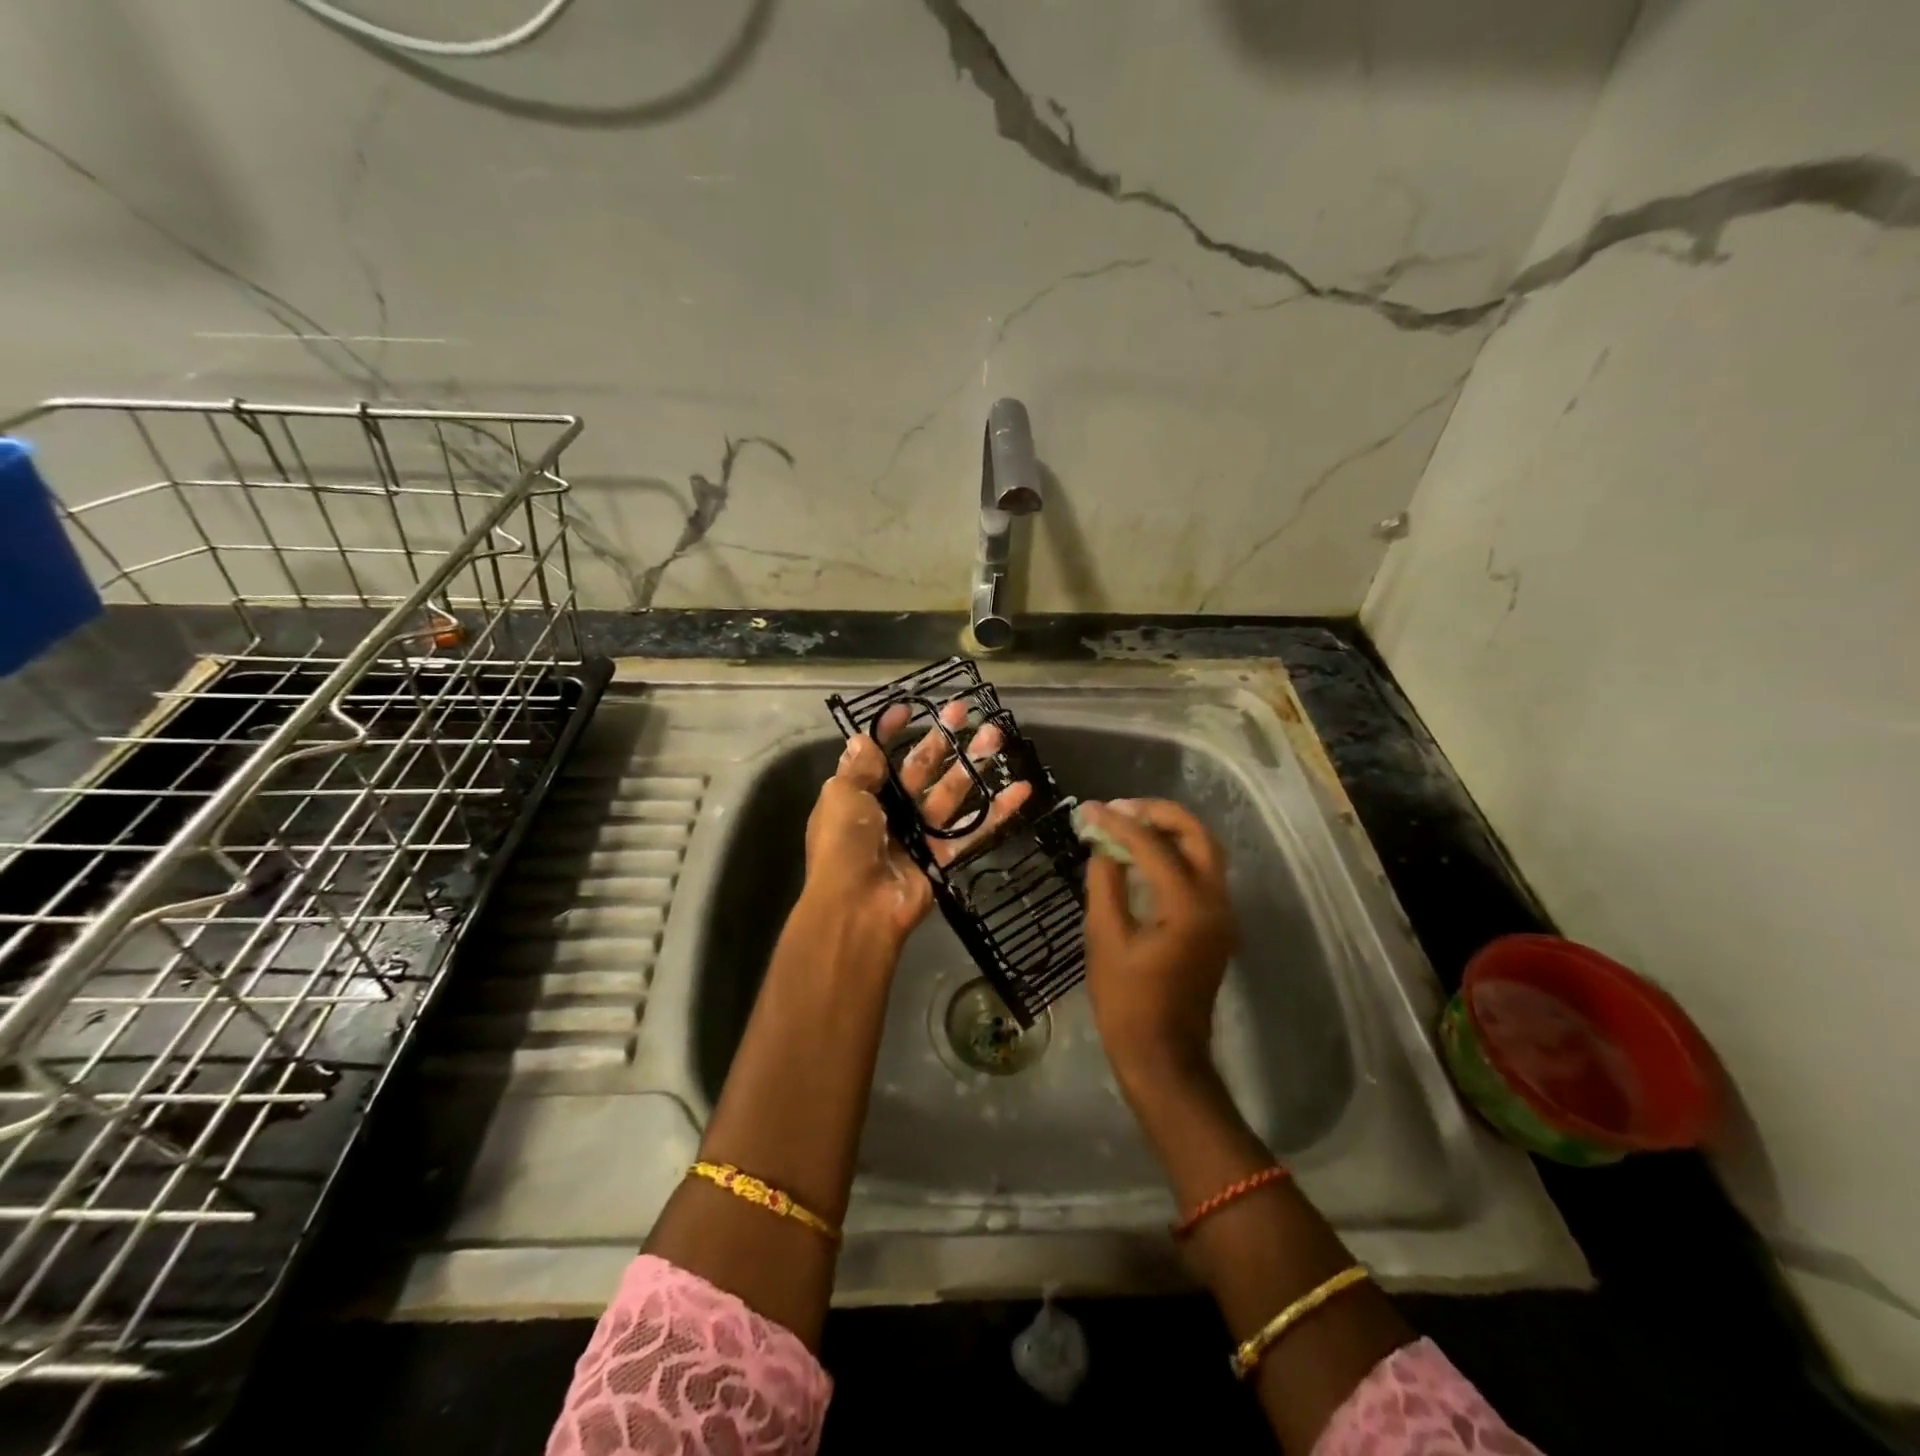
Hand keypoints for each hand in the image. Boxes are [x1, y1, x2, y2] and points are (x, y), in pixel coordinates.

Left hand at [803, 702, 1032, 949]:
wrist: (858, 907)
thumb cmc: (844, 844)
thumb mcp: (842, 797)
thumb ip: (859, 769)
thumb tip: (862, 738)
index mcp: (857, 796)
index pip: (876, 756)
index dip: (890, 732)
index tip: (910, 709)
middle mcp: (887, 813)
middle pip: (919, 769)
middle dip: (941, 739)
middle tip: (964, 710)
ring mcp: (917, 834)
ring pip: (950, 793)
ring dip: (971, 765)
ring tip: (996, 736)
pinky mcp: (941, 857)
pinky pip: (972, 829)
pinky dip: (997, 812)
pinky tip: (1020, 790)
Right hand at [1079, 799, 1235, 1095]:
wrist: (1164, 1057)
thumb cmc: (1127, 1003)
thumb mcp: (1105, 938)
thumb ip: (1105, 883)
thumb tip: (1104, 846)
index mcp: (1188, 907)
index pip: (1154, 846)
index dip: (1119, 823)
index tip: (1090, 809)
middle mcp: (1216, 903)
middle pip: (1198, 836)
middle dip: (1159, 814)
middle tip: (1120, 808)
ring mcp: (1222, 916)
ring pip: (1205, 853)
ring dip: (1170, 831)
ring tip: (1128, 824)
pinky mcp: (1216, 927)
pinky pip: (1201, 874)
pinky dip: (1175, 854)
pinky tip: (1143, 855)